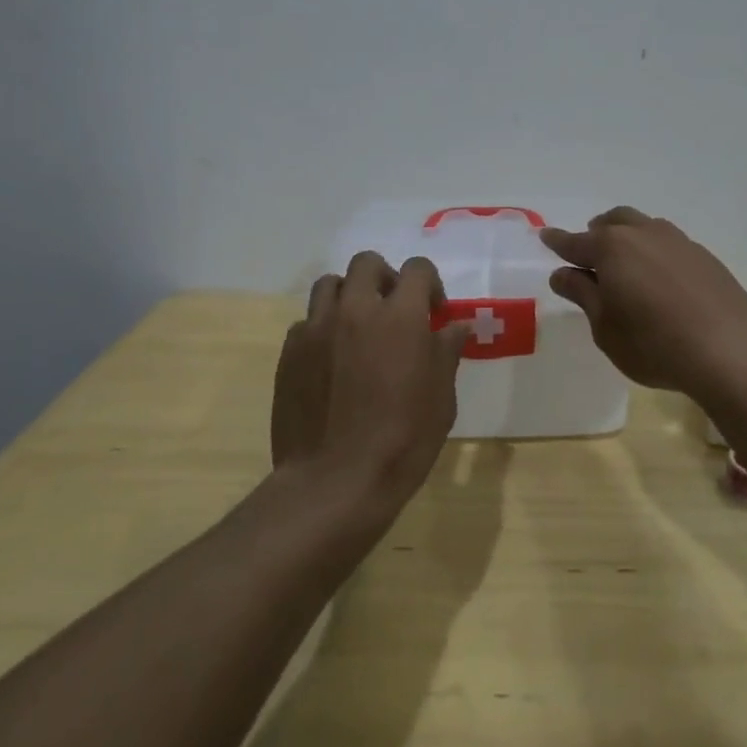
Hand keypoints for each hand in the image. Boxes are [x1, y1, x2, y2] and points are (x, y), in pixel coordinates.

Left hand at [272, 252, 471, 510]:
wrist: (334, 482)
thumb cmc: (402, 442)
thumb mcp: (441, 399)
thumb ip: (446, 352)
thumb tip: (455, 325)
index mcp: (400, 317)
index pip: (417, 270)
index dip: (430, 284)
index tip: (434, 311)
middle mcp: (356, 310)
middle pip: (367, 264)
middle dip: (385, 278)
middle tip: (393, 310)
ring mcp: (317, 329)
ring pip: (330, 284)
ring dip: (349, 295)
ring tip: (357, 326)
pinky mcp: (290, 352)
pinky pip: (307, 322)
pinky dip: (322, 329)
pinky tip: (331, 360)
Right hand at [542, 207, 746, 397]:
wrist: (730, 350)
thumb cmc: (654, 344)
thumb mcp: (605, 327)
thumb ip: (583, 294)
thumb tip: (563, 273)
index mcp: (611, 248)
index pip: (575, 242)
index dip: (557, 242)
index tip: (545, 236)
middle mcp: (643, 234)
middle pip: (612, 222)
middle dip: (596, 233)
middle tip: (588, 253)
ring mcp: (677, 241)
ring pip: (643, 226)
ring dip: (627, 237)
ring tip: (625, 263)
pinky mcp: (703, 256)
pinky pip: (668, 243)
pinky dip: (654, 251)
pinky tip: (660, 277)